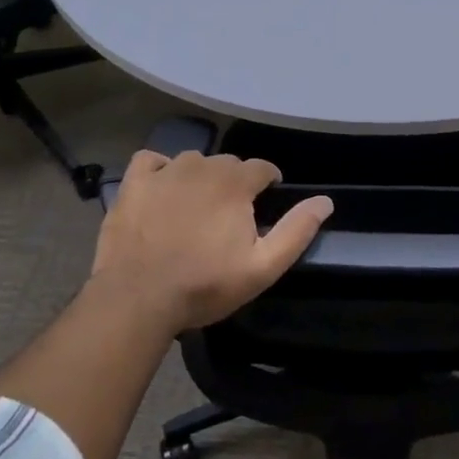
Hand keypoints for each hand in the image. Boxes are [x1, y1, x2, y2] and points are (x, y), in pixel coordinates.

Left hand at [87, 150, 332, 335]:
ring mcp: (164, 172)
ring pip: (192, 162)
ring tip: (196, 208)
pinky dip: (160, 170)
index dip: (269, 182)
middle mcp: (201, 166)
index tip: (266, 202)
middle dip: (235, 183)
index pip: (262, 168)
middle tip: (230, 216)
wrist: (137, 298)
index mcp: (235, 183)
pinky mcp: (133, 183)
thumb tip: (325, 201)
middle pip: (227, 164)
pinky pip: (151, 161)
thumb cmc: (204, 285)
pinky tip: (161, 191)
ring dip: (200, 178)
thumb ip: (296, 231)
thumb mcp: (262, 267)